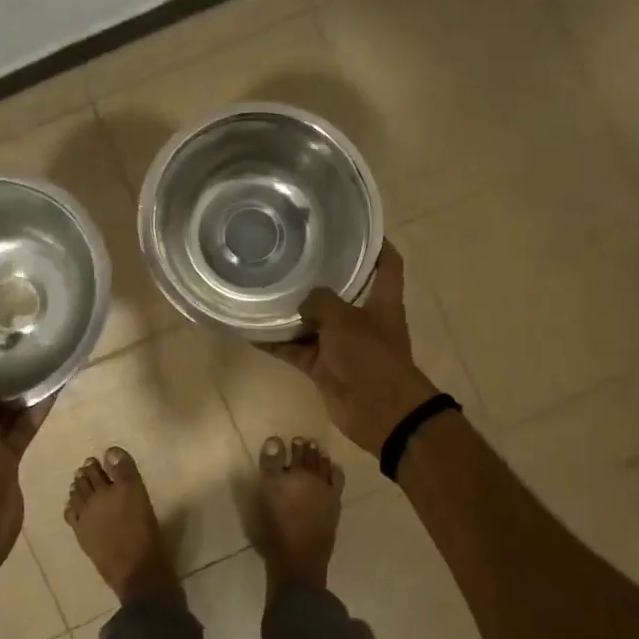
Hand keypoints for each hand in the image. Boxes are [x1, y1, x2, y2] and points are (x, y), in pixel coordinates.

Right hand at [264, 243, 439, 453]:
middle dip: (319, 276)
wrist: (380, 412)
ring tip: (262, 288)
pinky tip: (251, 331)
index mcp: (382, 301)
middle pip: (341, 291)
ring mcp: (342, 344)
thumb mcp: (345, 320)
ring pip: (312, 322)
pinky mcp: (324, 366)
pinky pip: (296, 350)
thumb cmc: (371, 356)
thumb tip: (302, 301)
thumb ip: (321, 302)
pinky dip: (276, 344)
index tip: (355, 226)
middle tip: (290, 253)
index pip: (387, 263)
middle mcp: (362, 318)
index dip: (377, 243)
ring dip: (291, 312)